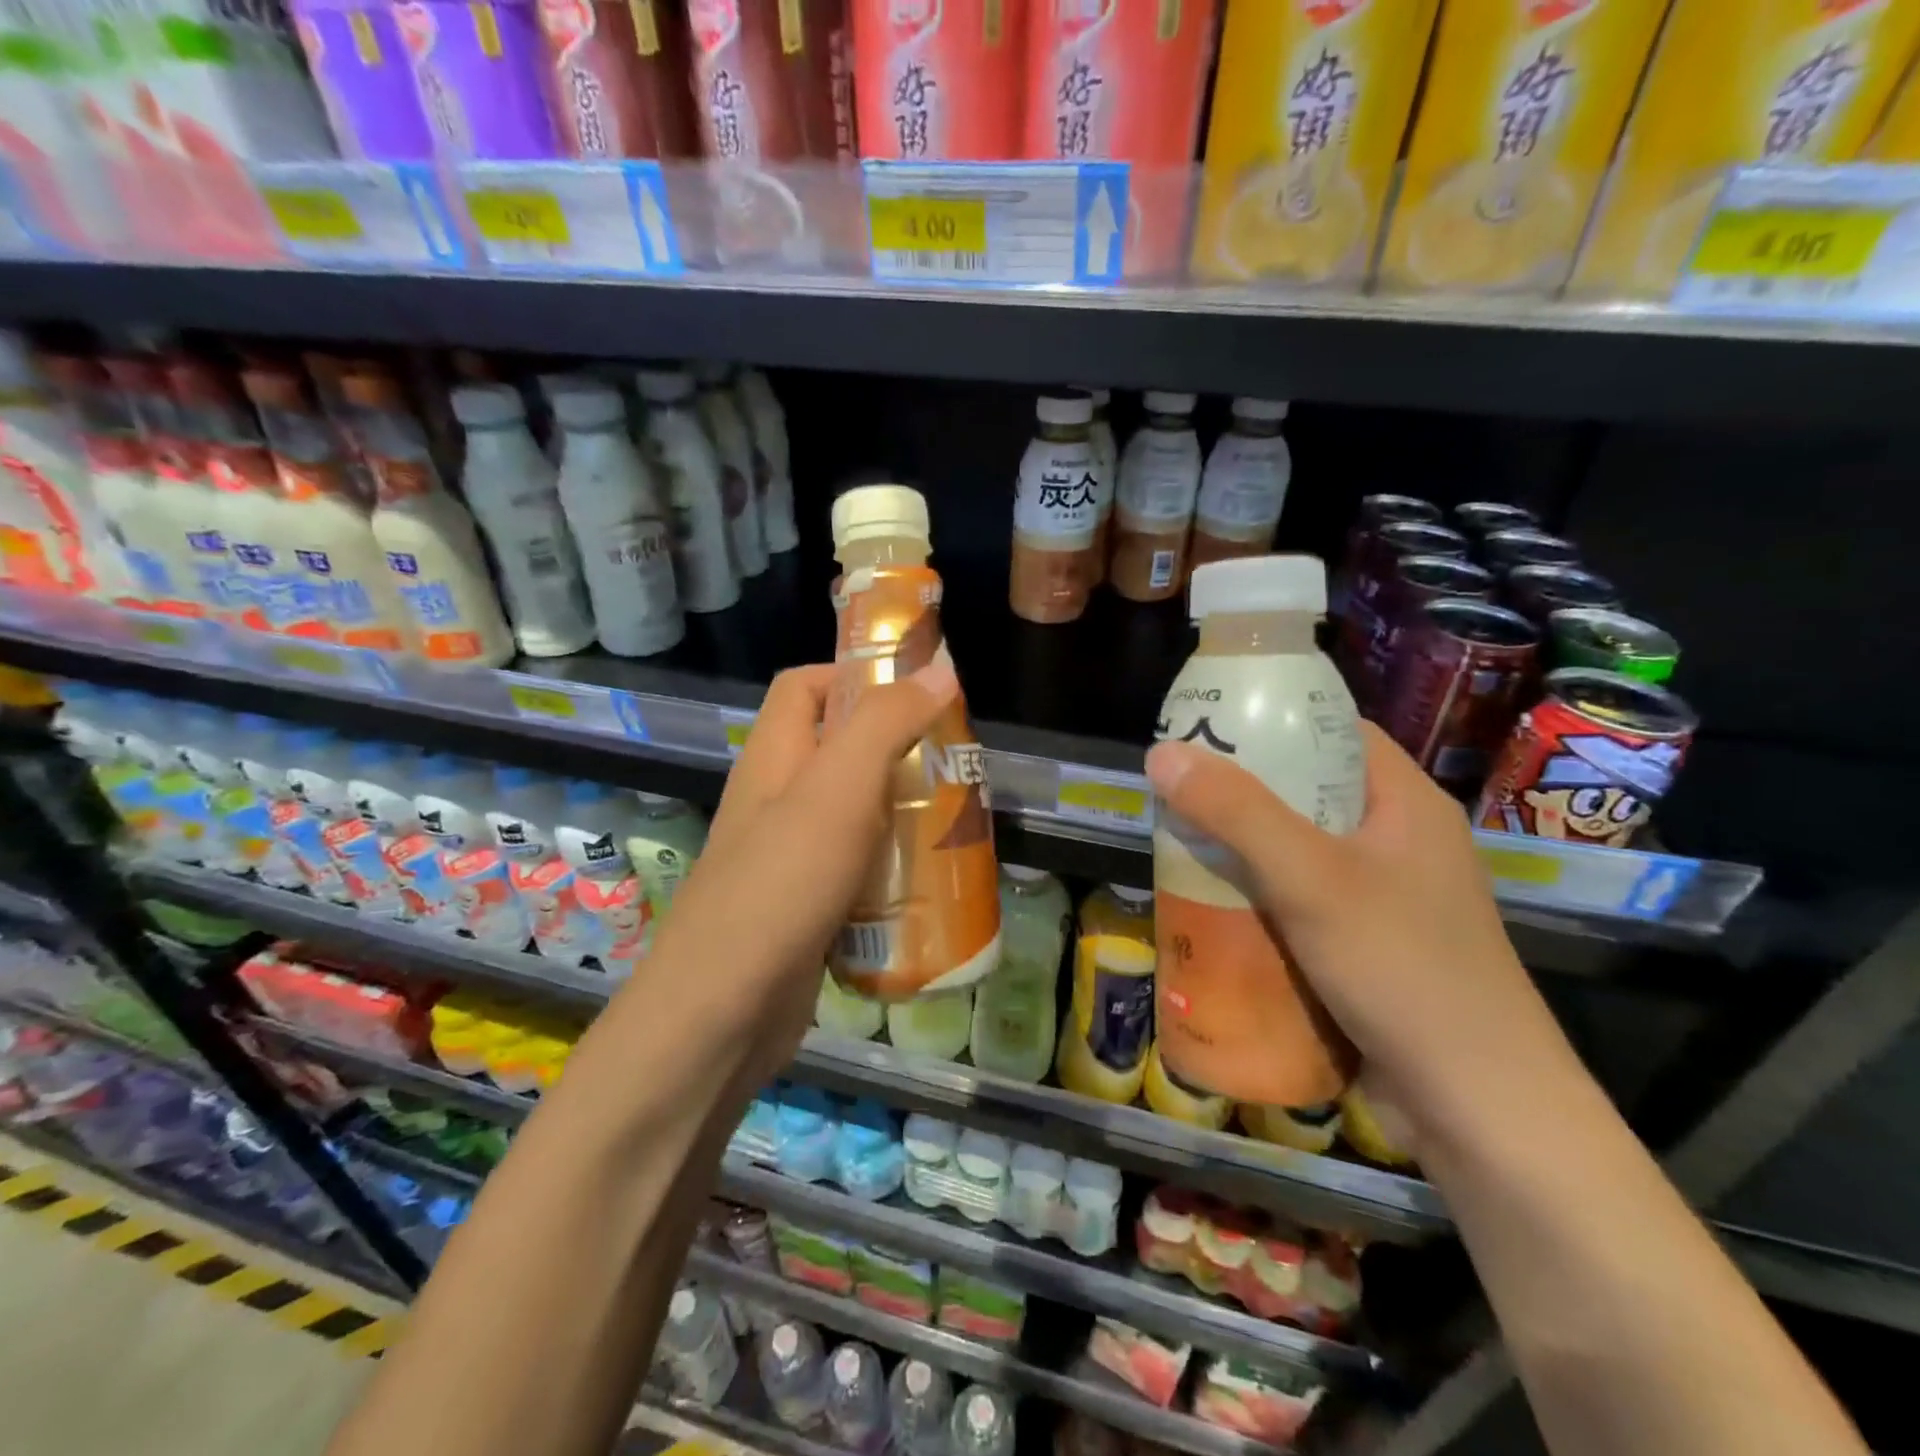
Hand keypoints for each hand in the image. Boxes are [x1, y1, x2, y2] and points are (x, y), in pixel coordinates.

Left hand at [648, 654, 959, 1087]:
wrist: (721, 1015)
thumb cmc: (779, 885)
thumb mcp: (838, 790)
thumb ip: (885, 723)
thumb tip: (937, 669)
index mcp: (773, 757)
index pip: (804, 686)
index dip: (854, 674)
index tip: (916, 691)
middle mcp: (777, 800)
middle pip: (839, 750)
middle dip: (898, 748)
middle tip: (956, 763)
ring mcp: (789, 858)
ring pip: (854, 813)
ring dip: (902, 811)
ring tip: (958, 819)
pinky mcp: (807, 907)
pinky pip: (857, 870)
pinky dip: (892, 868)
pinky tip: (932, 883)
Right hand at [1144, 724, 1581, 1150]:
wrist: (1479, 1110)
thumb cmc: (1403, 970)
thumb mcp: (1310, 878)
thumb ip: (1236, 813)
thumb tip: (1161, 753)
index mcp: (1406, 803)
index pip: (1337, 731)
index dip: (1274, 719)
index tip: (1209, 724)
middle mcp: (1399, 842)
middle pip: (1309, 792)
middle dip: (1241, 792)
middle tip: (1178, 791)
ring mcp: (1385, 899)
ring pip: (1298, 852)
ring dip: (1242, 851)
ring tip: (1179, 844)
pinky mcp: (1367, 948)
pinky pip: (1299, 902)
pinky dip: (1257, 898)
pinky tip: (1212, 908)